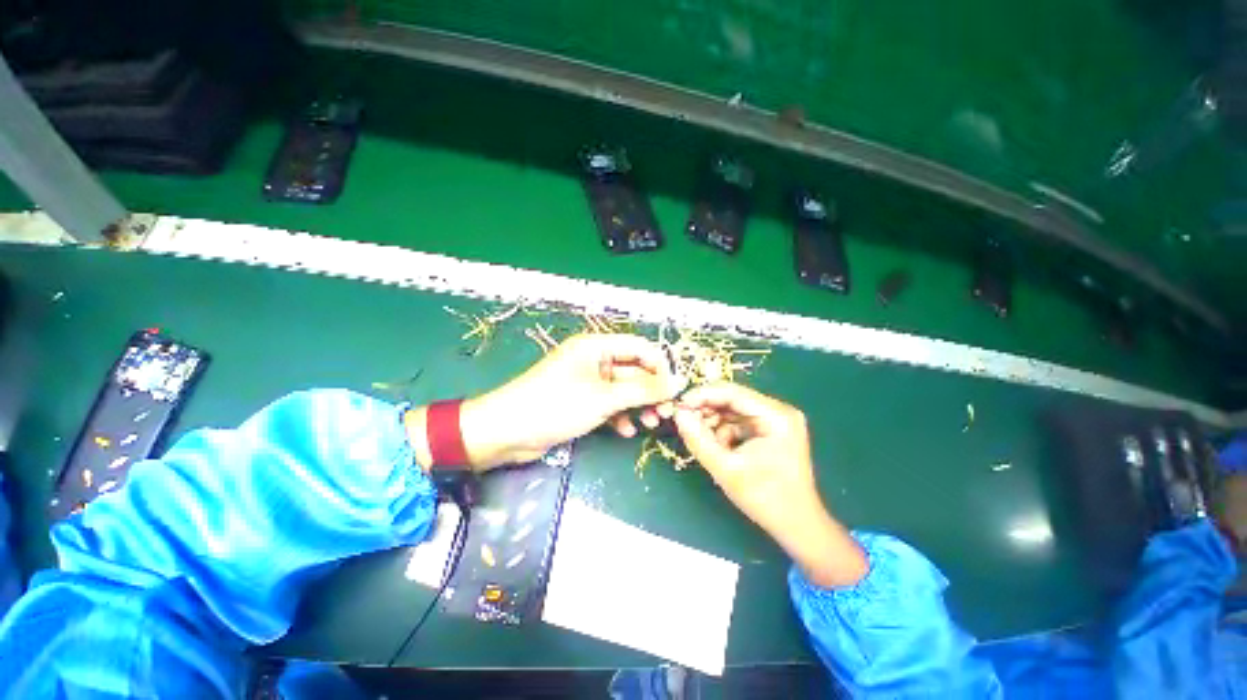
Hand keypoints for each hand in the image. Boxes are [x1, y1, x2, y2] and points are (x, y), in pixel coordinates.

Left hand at [408, 334, 686, 470]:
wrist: (508, 431)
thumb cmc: (556, 405)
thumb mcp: (604, 397)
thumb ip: (643, 390)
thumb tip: (677, 383)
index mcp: (597, 346)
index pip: (640, 348)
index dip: (660, 367)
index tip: (674, 390)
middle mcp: (594, 360)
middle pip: (633, 370)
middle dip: (650, 391)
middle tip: (665, 413)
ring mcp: (588, 381)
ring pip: (623, 390)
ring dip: (638, 406)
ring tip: (650, 424)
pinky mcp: (582, 401)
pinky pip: (609, 404)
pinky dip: (620, 416)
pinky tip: (625, 431)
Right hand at [673, 383, 867, 586]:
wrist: (798, 526)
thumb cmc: (766, 499)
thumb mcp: (726, 469)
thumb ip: (699, 439)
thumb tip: (678, 414)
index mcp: (776, 416)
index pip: (732, 392)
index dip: (702, 395)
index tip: (678, 406)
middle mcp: (778, 410)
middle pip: (732, 398)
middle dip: (706, 409)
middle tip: (684, 421)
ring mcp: (776, 419)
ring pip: (733, 410)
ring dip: (714, 422)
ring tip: (702, 440)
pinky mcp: (770, 430)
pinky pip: (739, 421)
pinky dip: (724, 431)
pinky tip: (718, 447)